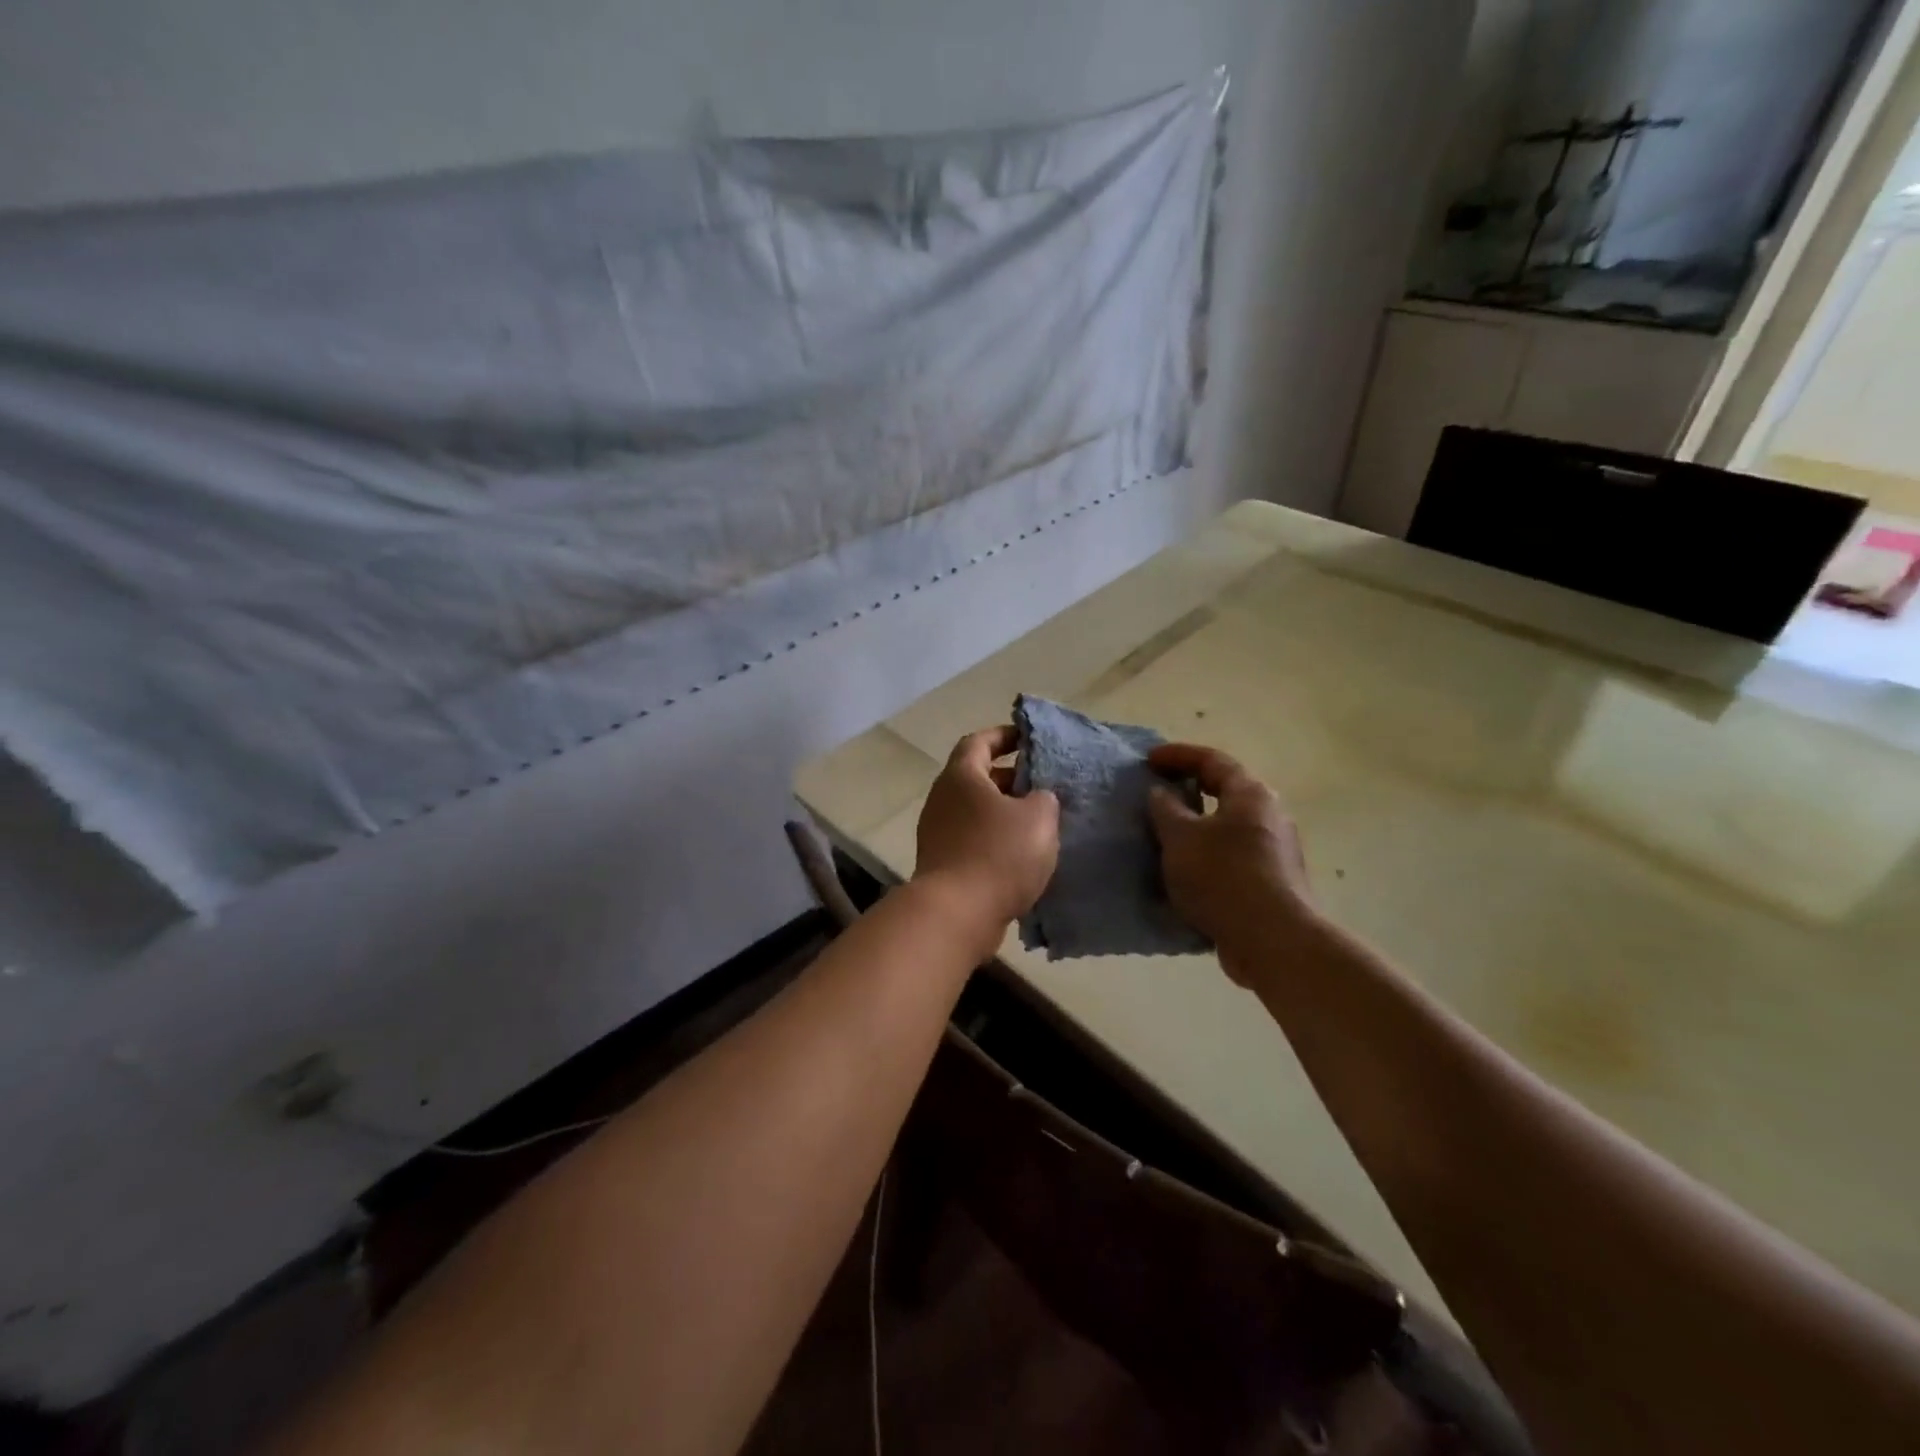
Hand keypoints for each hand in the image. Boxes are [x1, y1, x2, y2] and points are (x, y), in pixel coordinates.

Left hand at [914, 726, 1060, 942]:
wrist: (957, 914)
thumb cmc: (998, 854)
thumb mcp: (1039, 818)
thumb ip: (1044, 799)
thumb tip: (1036, 799)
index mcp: (961, 776)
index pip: (979, 742)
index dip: (1003, 735)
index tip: (1027, 738)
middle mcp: (942, 799)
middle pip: (976, 778)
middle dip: (1010, 779)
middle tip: (1042, 786)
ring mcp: (937, 834)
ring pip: (975, 813)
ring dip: (1004, 814)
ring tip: (1038, 824)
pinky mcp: (941, 864)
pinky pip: (972, 841)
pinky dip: (995, 841)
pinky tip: (1021, 857)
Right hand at [1146, 743, 1316, 983]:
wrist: (1272, 940)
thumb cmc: (1223, 877)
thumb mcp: (1180, 838)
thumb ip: (1166, 809)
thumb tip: (1161, 793)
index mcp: (1251, 795)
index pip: (1212, 760)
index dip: (1177, 755)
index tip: (1148, 761)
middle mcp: (1270, 816)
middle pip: (1225, 792)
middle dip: (1190, 790)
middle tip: (1158, 794)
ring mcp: (1275, 851)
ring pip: (1228, 827)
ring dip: (1197, 827)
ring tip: (1165, 836)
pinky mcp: (1272, 882)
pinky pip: (1232, 858)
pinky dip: (1207, 857)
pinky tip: (1185, 872)